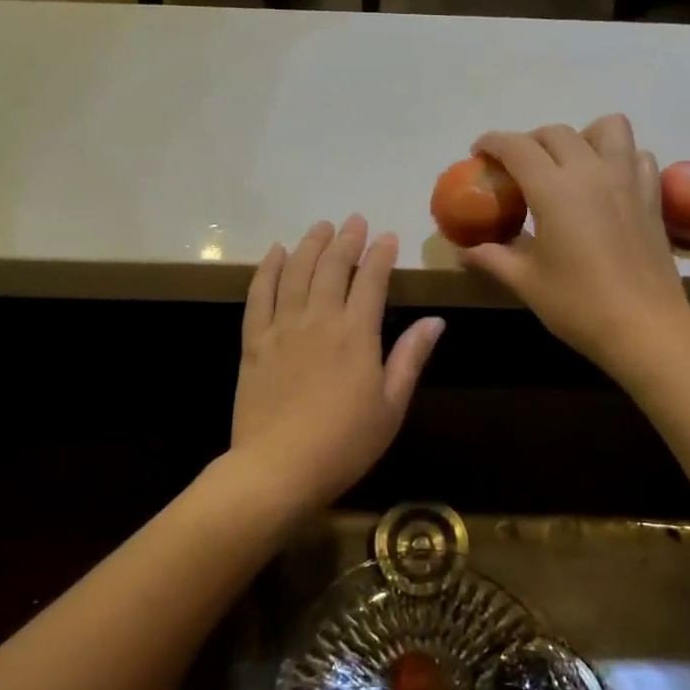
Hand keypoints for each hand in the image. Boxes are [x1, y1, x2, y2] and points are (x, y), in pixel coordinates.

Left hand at [233, 216, 443, 506]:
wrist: (278, 468)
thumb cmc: (344, 443)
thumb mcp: (391, 406)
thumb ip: (410, 358)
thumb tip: (435, 321)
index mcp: (357, 334)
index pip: (372, 281)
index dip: (381, 255)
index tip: (388, 237)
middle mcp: (319, 320)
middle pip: (333, 267)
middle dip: (347, 239)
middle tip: (354, 221)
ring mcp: (282, 327)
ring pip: (296, 272)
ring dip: (310, 245)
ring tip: (320, 226)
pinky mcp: (254, 341)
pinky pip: (259, 294)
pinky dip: (268, 269)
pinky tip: (276, 252)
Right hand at [463, 115, 689, 375]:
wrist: (645, 328)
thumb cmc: (578, 305)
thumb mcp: (526, 282)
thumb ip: (492, 258)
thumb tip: (464, 250)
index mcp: (554, 189)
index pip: (517, 146)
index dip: (492, 142)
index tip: (478, 152)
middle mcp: (592, 172)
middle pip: (556, 133)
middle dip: (529, 141)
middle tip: (516, 167)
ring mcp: (628, 181)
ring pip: (608, 128)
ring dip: (582, 136)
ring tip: (568, 164)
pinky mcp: (652, 197)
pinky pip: (637, 156)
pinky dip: (619, 158)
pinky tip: (607, 185)